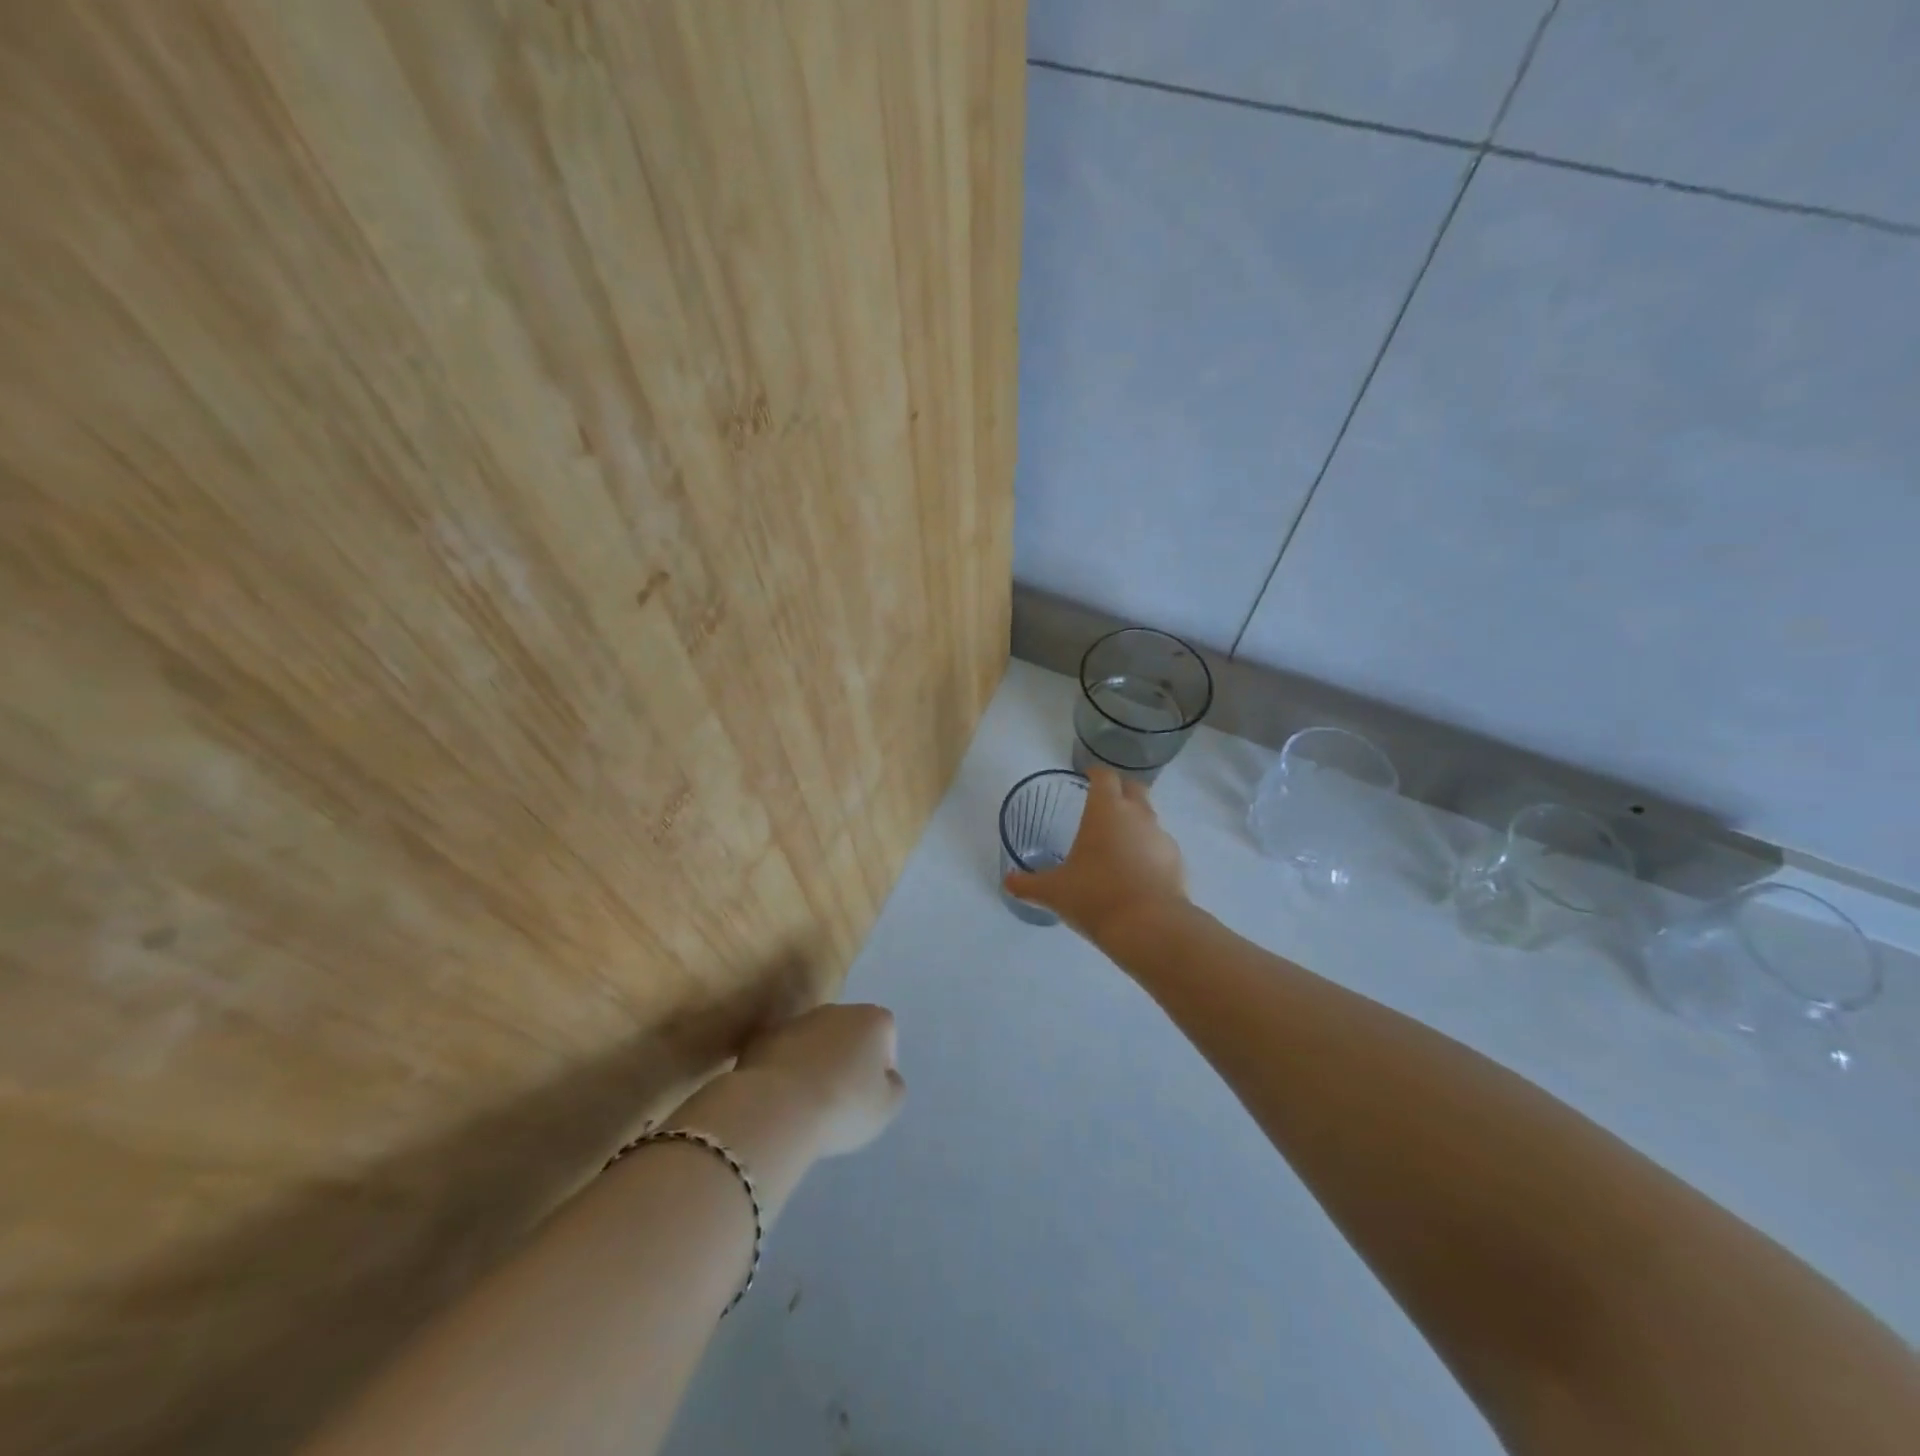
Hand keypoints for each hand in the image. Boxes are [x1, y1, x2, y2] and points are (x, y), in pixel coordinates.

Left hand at [732, 1003, 905, 1157]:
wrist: (778, 1108)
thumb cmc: (844, 1105)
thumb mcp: (887, 1107)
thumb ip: (894, 1086)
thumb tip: (885, 1077)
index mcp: (872, 1019)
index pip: (886, 1034)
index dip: (882, 1064)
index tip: (871, 1092)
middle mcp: (836, 1010)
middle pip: (849, 1032)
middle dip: (847, 1058)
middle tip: (842, 1097)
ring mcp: (798, 1021)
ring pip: (815, 1041)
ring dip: (816, 1062)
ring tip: (810, 1101)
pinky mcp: (764, 1038)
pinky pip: (785, 1053)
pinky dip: (787, 1069)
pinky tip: (784, 1099)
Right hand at [1003, 767, 1188, 943]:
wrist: (1149, 927)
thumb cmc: (1095, 896)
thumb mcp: (1053, 892)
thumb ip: (1028, 884)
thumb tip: (1007, 882)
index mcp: (1106, 810)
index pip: (1104, 776)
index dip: (1095, 773)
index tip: (1087, 777)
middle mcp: (1138, 815)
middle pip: (1134, 788)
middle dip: (1120, 790)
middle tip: (1104, 804)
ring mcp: (1162, 837)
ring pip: (1149, 818)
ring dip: (1135, 823)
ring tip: (1117, 845)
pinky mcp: (1177, 862)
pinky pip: (1159, 847)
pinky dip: (1148, 852)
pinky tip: (1135, 873)